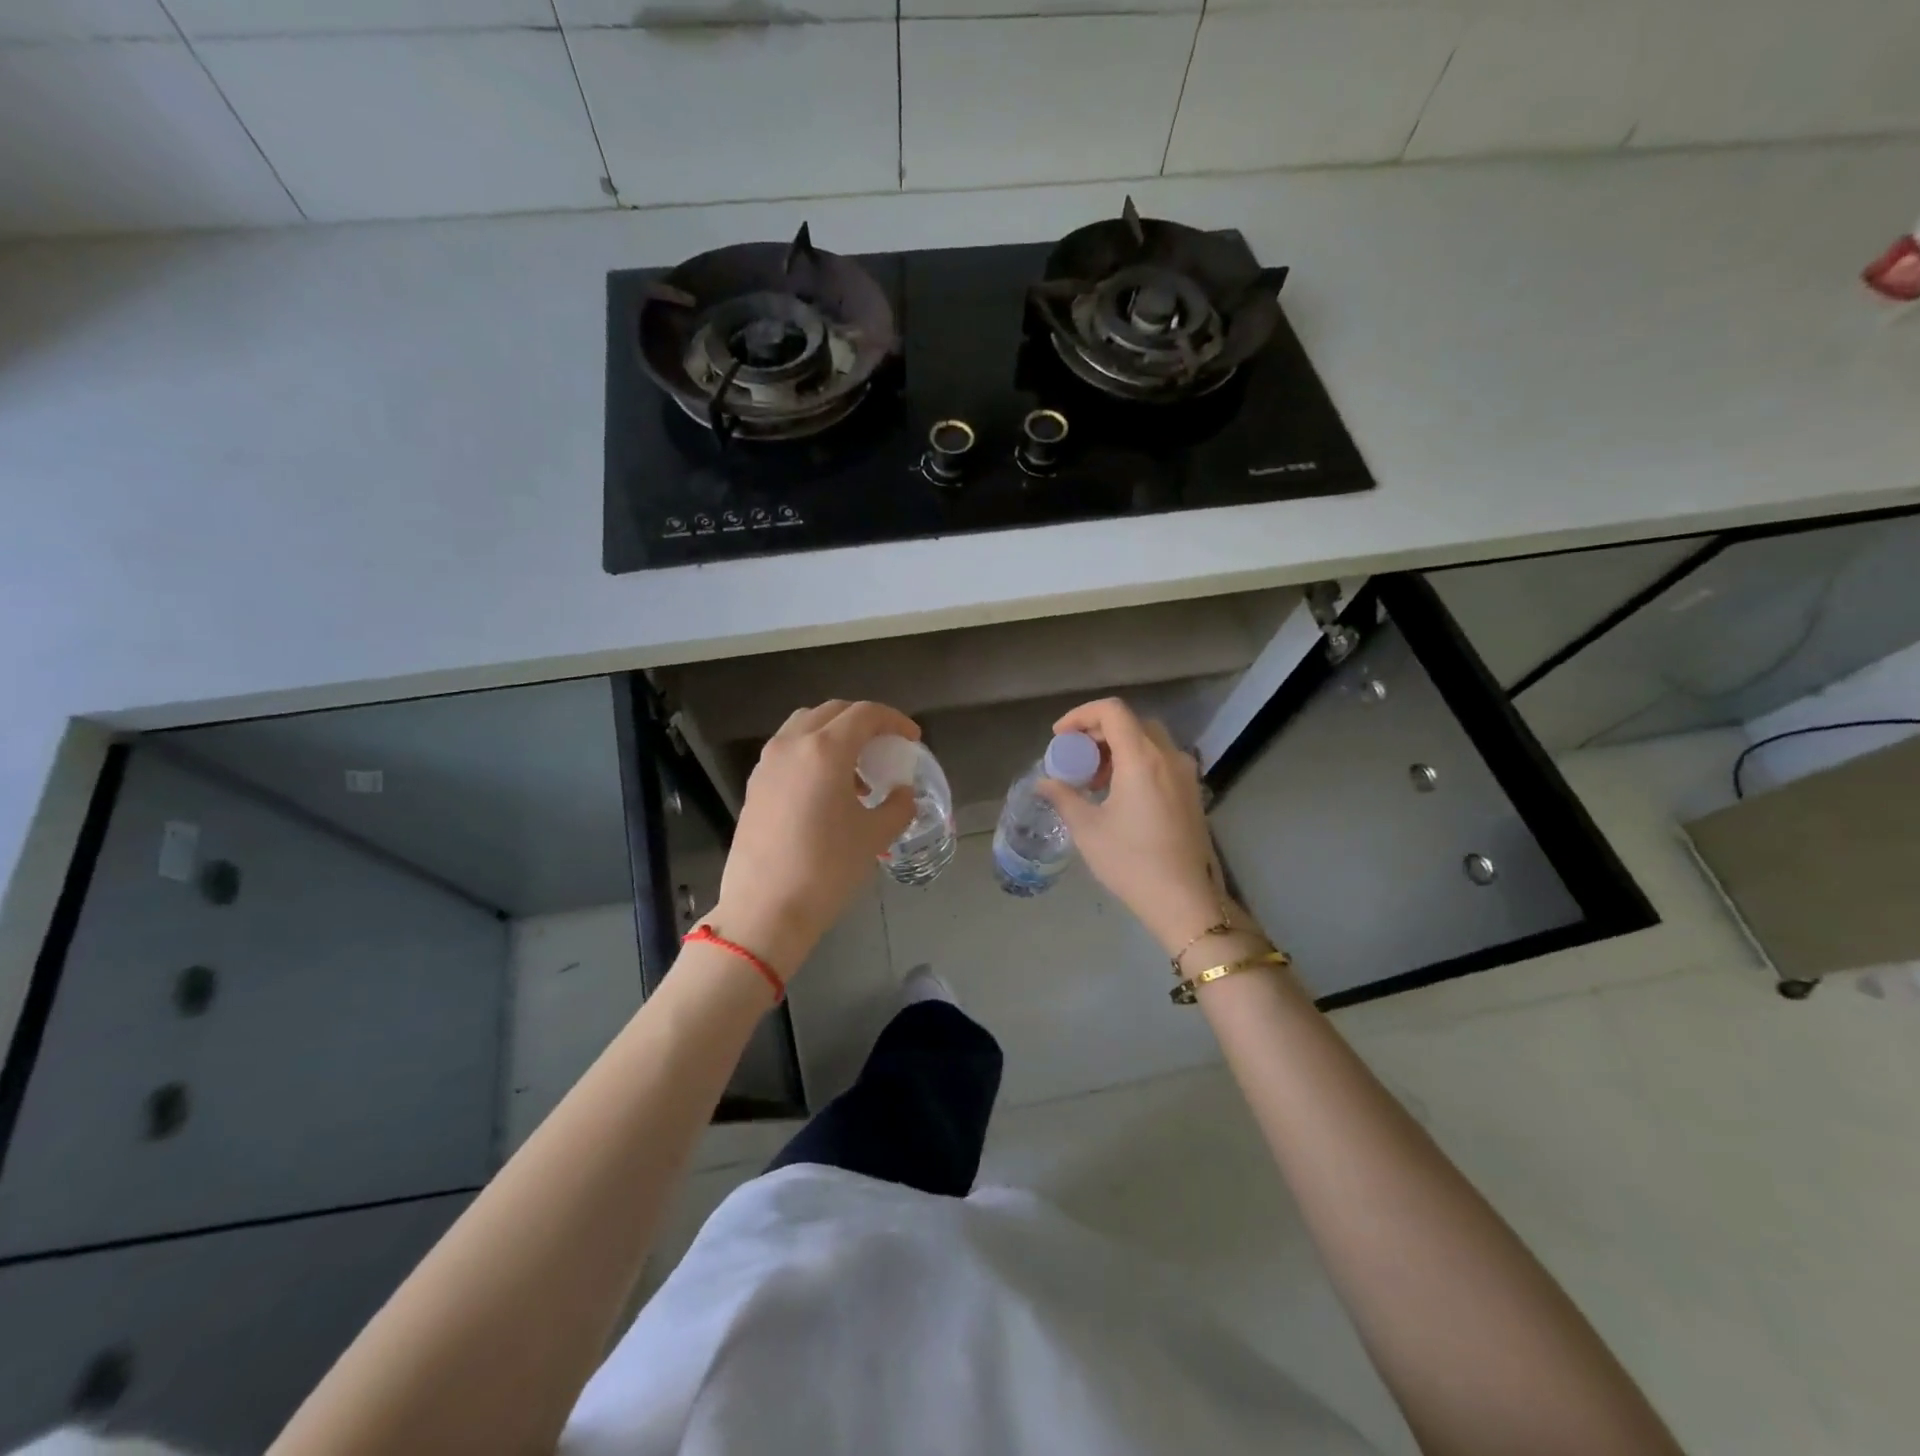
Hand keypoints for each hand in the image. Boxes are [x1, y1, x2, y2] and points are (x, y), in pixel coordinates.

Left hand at [711, 700, 917, 978]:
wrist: (765, 910)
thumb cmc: (827, 869)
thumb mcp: (875, 836)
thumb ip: (898, 806)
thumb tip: (903, 793)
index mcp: (825, 750)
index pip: (865, 714)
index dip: (894, 720)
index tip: (912, 739)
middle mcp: (792, 745)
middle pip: (833, 712)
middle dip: (864, 722)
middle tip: (886, 746)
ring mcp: (768, 763)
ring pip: (806, 726)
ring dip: (835, 735)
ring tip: (857, 772)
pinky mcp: (755, 785)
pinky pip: (789, 751)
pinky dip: (813, 753)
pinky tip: (828, 791)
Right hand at [1035, 698, 1224, 951]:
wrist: (1183, 900)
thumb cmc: (1131, 862)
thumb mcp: (1087, 828)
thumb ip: (1063, 797)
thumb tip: (1044, 783)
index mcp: (1142, 758)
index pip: (1112, 711)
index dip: (1081, 715)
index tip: (1060, 737)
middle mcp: (1168, 757)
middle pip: (1131, 722)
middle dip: (1098, 732)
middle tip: (1075, 757)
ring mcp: (1185, 774)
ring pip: (1148, 740)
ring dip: (1118, 747)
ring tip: (1094, 779)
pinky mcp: (1191, 792)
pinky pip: (1161, 760)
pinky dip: (1136, 762)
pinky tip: (1119, 793)